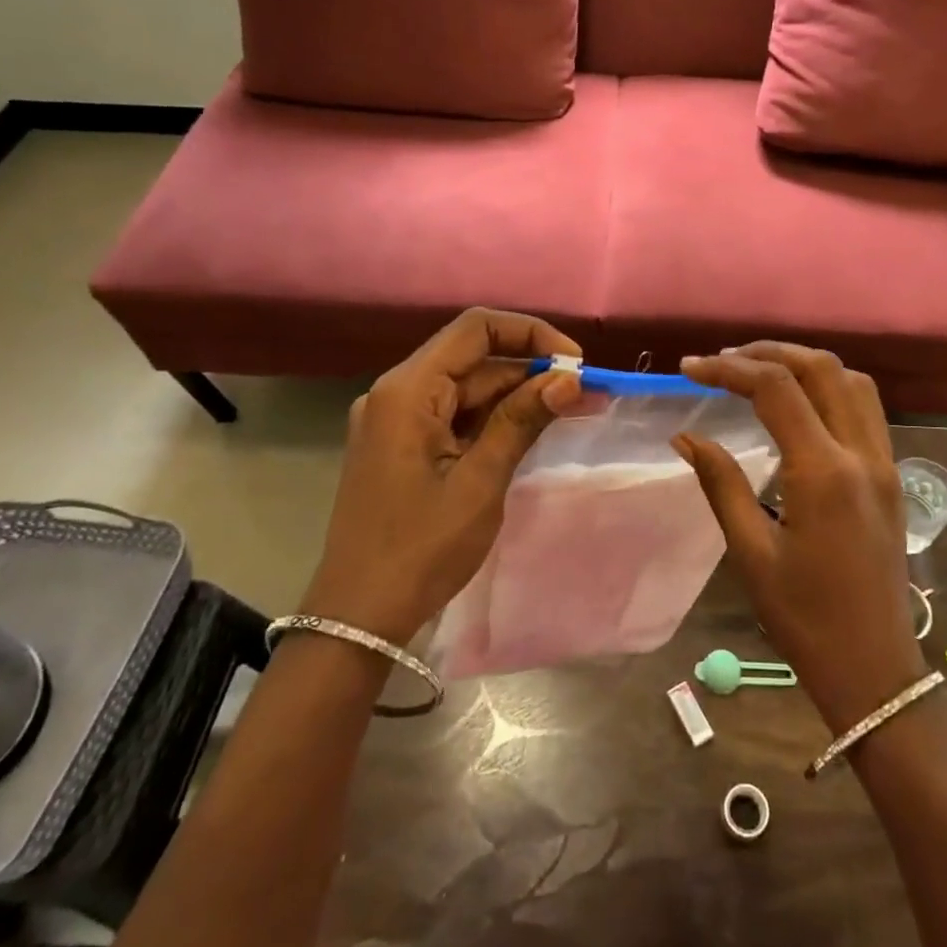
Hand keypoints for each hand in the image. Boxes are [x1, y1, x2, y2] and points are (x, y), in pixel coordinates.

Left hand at [299, 309, 583, 645]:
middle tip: (586, 393)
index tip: (574, 363)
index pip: (475, 329)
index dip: (530, 334)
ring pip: (468, 389)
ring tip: (572, 409)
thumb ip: (522, 420)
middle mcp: (397, 393)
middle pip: (473, 359)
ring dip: (517, 396)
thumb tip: (569, 379)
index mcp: (408, 390)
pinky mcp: (403, 445)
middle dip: (531, 370)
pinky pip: (455, 416)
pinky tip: (532, 429)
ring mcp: (397, 420)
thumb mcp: (480, 481)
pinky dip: (493, 419)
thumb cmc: (420, 549)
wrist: (359, 616)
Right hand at [673, 343, 926, 733]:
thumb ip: (720, 483)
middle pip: (821, 368)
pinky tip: (799, 404)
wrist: (874, 668)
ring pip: (852, 380)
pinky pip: (865, 408)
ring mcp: (884, 462)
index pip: (776, 389)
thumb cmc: (804, 619)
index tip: (689, 369)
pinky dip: (830, 386)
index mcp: (823, 473)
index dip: (729, 369)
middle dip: (768, 353)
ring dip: (804, 364)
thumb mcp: (751, 553)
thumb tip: (685, 436)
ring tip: (759, 371)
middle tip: (722, 361)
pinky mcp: (891, 475)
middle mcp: (862, 454)